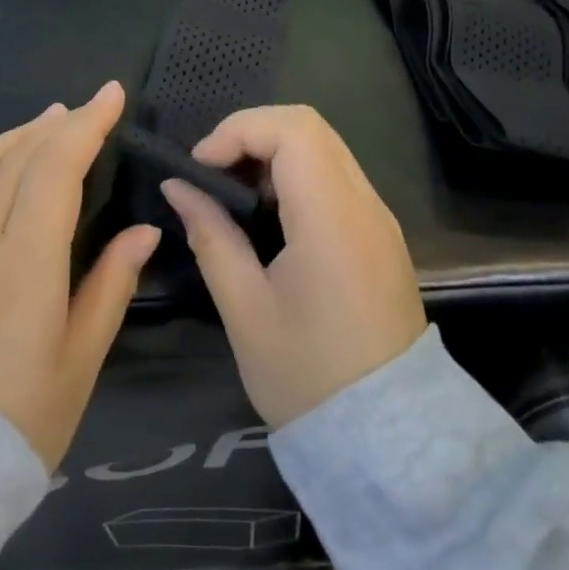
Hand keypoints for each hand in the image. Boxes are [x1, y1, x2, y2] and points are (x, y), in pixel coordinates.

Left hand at [0, 82, 160, 469]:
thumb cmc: (13, 420)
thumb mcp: (78, 362)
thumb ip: (111, 286)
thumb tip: (144, 230)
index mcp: (28, 259)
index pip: (59, 166)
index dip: (88, 124)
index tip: (110, 95)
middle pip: (20, 157)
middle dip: (56, 126)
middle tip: (80, 112)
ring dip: (14, 137)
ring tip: (41, 124)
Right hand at [162, 105, 423, 428]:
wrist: (391, 443)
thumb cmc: (309, 377)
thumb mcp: (245, 309)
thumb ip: (210, 235)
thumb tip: (177, 188)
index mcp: (332, 219)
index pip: (292, 129)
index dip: (238, 131)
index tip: (201, 167)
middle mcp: (364, 204)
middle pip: (309, 126)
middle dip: (251, 134)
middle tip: (213, 174)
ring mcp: (378, 218)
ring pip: (324, 147)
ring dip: (273, 153)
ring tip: (234, 194)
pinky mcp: (380, 235)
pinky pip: (335, 177)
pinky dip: (295, 175)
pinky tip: (269, 216)